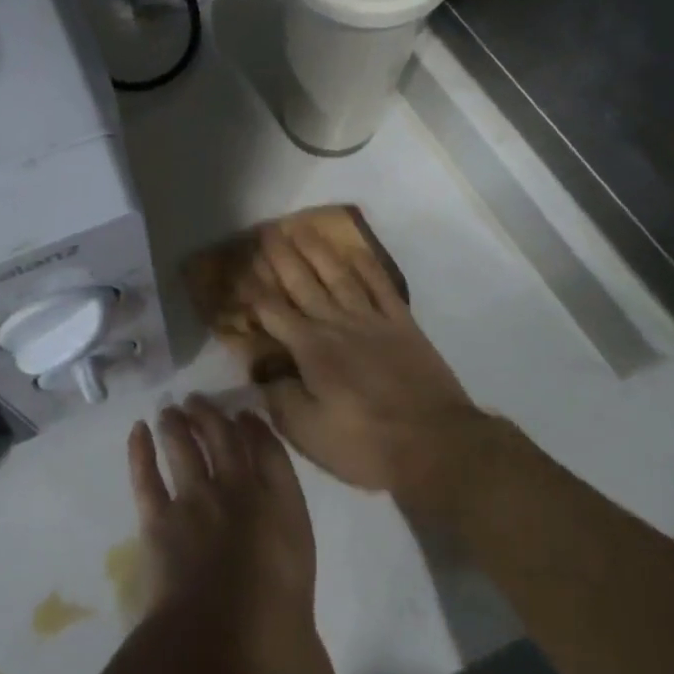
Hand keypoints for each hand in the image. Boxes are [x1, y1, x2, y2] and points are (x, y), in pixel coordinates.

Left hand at [128, 397, 374, 673]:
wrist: (210, 660)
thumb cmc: (272, 662)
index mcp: (287, 523)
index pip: (275, 462)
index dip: (261, 434)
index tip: (248, 415)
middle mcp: (242, 500)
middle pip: (226, 442)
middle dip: (213, 418)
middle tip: (199, 401)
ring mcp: (197, 504)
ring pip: (185, 449)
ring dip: (178, 425)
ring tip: (171, 408)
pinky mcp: (158, 520)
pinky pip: (146, 476)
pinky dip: (139, 452)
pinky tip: (135, 431)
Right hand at [249, 221, 501, 516]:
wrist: (436, 444)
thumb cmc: (366, 445)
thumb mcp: (308, 434)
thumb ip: (279, 399)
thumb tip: (261, 375)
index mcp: (311, 350)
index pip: (272, 312)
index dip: (252, 292)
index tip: (237, 272)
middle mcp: (336, 324)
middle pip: (302, 283)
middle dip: (281, 257)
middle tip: (266, 231)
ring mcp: (372, 320)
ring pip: (338, 276)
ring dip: (318, 251)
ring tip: (301, 229)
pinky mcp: (402, 325)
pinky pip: (381, 286)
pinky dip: (367, 266)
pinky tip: (355, 250)